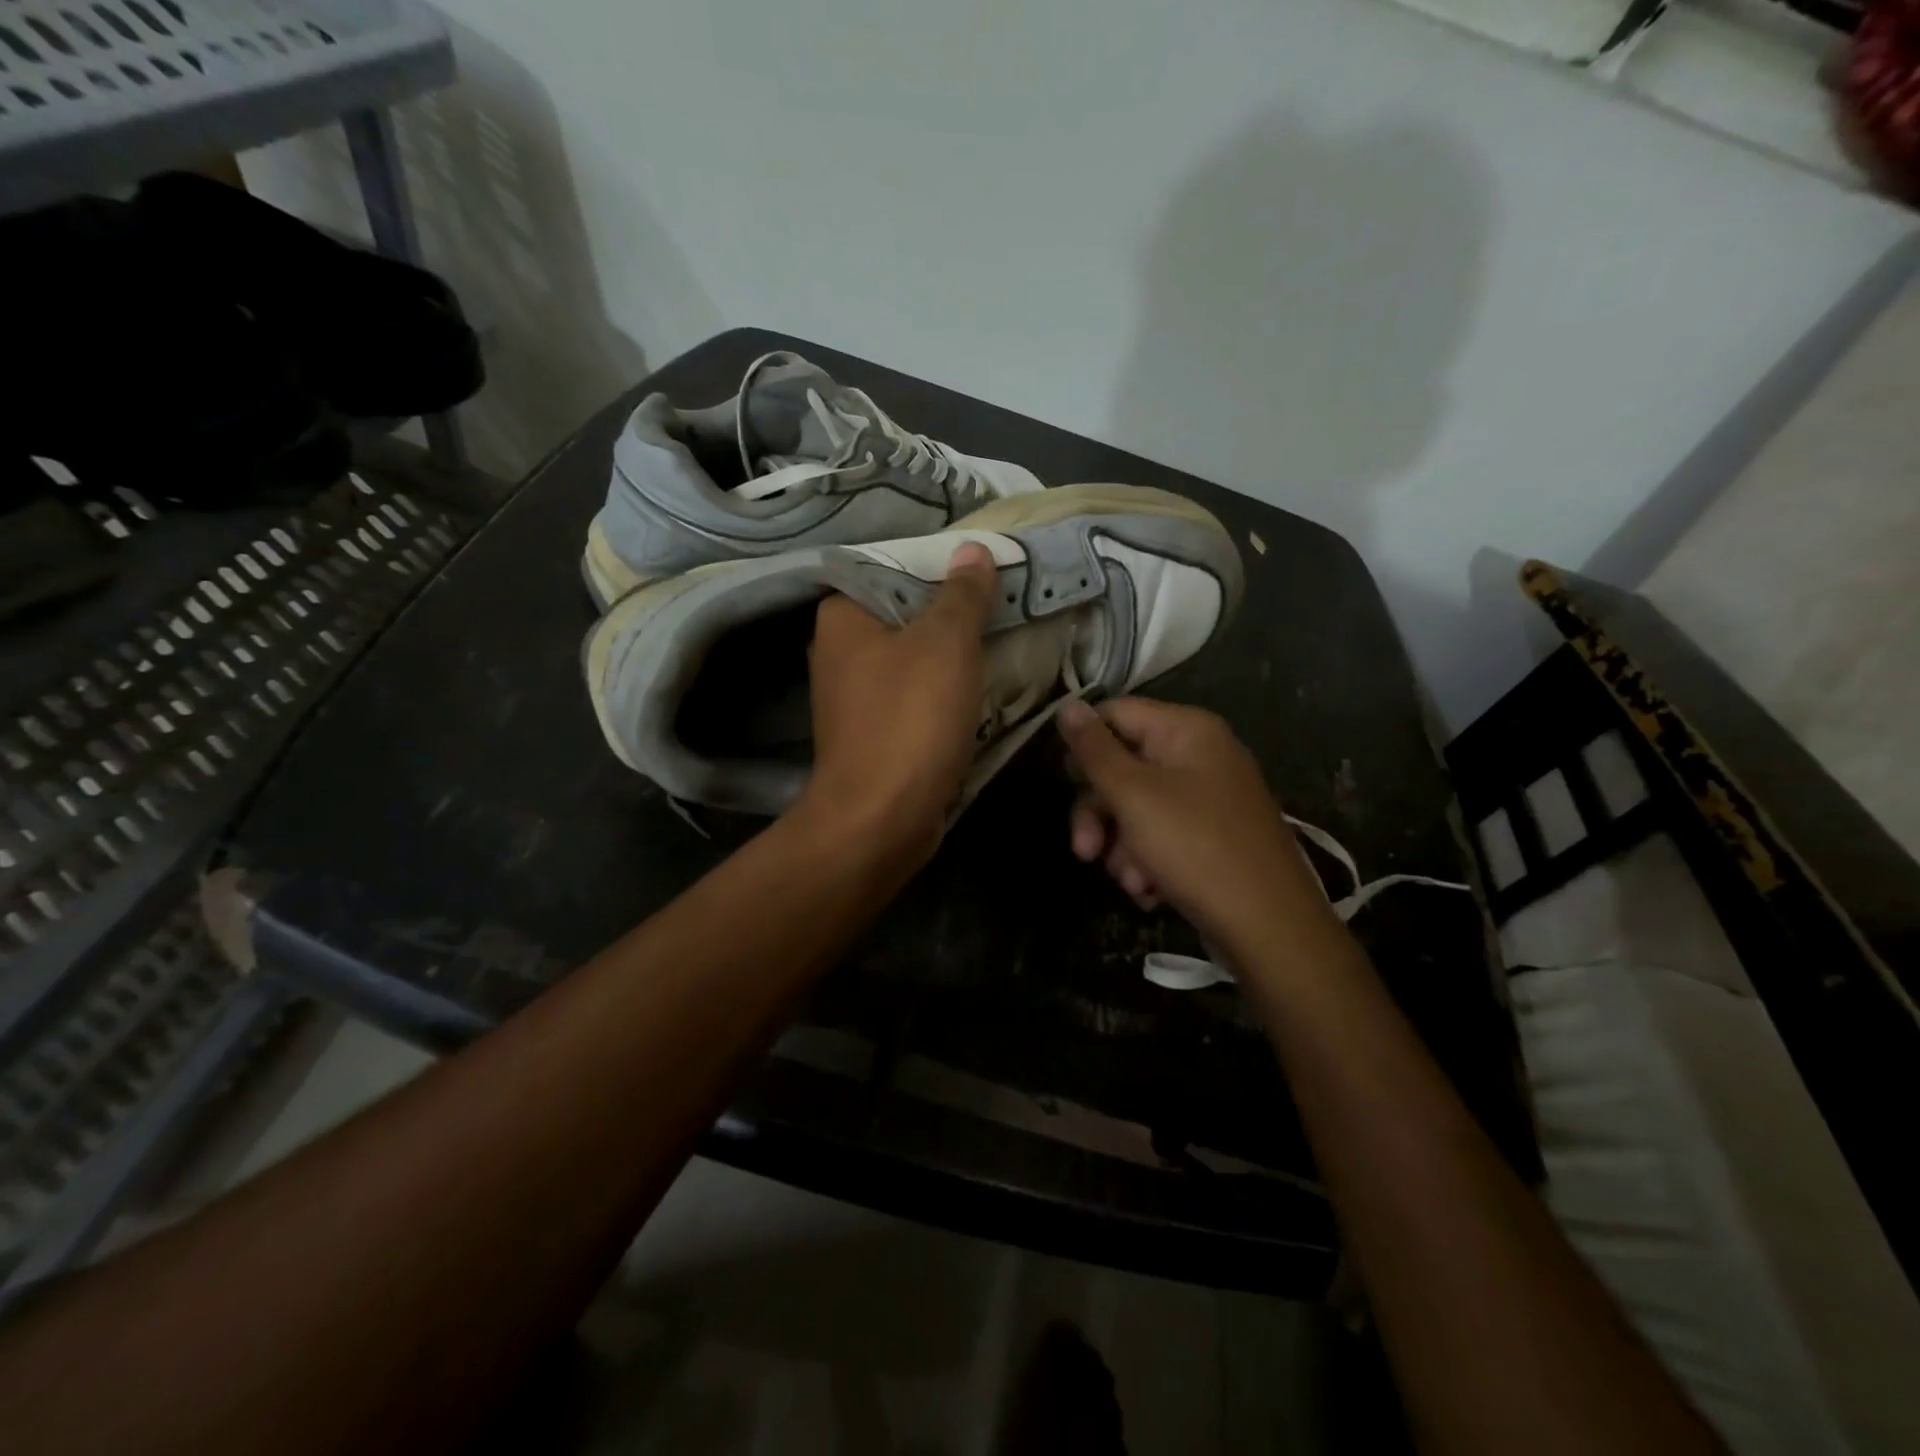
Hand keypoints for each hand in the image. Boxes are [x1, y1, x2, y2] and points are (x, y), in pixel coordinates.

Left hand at [800, 542, 996, 862]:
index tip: (988, 574)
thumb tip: (973, 550)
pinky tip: (977, 690)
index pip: (894, 567)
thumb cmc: (910, 719)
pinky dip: (942, 691)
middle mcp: (839, 648)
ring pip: (913, 657)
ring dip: (953, 655)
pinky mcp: (872, 730)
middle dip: (954, 614)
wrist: (881, 818)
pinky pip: (913, 694)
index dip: (943, 567)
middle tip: (1004, 608)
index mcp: (842, 614)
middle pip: (906, 613)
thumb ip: (962, 594)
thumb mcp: (947, 644)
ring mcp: (853, 694)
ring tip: (1002, 643)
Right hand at [1057, 698, 1333, 949]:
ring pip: (1137, 807)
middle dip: (1098, 812)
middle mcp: (1200, 755)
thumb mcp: (1133, 795)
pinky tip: (1149, 890)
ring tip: (1129, 881)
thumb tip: (1067, 706)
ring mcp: (1208, 797)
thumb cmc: (1195, 847)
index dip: (1084, 746)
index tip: (1065, 783)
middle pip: (1123, 766)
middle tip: (1084, 851)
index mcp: (1187, 730)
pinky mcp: (1211, 836)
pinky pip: (1162, 835)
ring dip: (1121, 846)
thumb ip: (1095, 750)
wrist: (1269, 926)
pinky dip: (1147, 861)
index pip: (1115, 714)